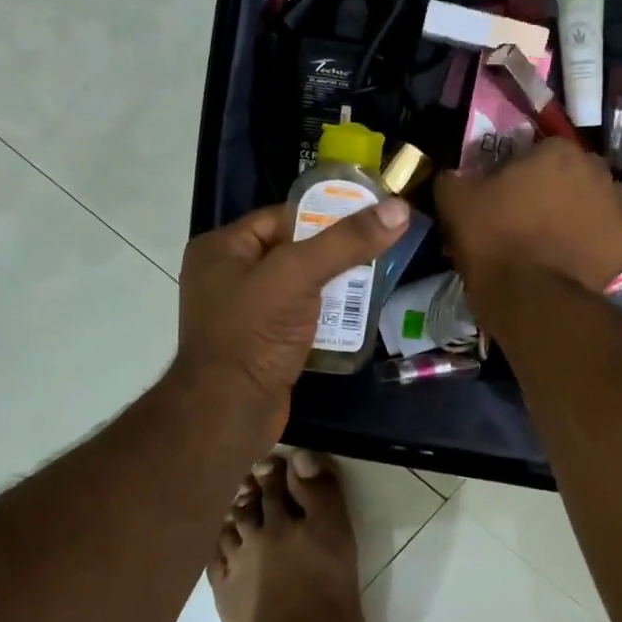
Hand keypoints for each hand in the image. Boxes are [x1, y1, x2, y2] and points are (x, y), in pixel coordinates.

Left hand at [172, 197, 411, 442]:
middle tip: (379, 250)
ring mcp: (244, 311)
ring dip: (336, 284)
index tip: (369, 219)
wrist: (229, 413)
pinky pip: (300, 314)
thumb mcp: (298, 275)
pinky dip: (327, 312)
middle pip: (295, 249)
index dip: (326, 215)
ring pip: (301, 284)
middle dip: (336, 252)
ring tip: (375, 279)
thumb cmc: (254, 333)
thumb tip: (399, 208)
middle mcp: (228, 274)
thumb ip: (346, 241)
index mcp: (222, 248)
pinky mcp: (262, 341)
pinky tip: (357, 312)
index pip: (283, 216)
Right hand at [434, 138, 621, 296]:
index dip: (527, 170)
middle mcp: (597, 171)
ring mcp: (619, 209)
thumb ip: (455, 176)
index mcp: (559, 152)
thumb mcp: (455, 200)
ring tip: (565, 235)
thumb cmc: (493, 238)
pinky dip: (604, 244)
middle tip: (539, 214)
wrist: (529, 296)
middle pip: (580, 173)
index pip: (544, 150)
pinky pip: (617, 237)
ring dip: (589, 210)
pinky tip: (584, 257)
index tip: (512, 192)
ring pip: (605, 200)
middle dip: (564, 187)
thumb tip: (455, 173)